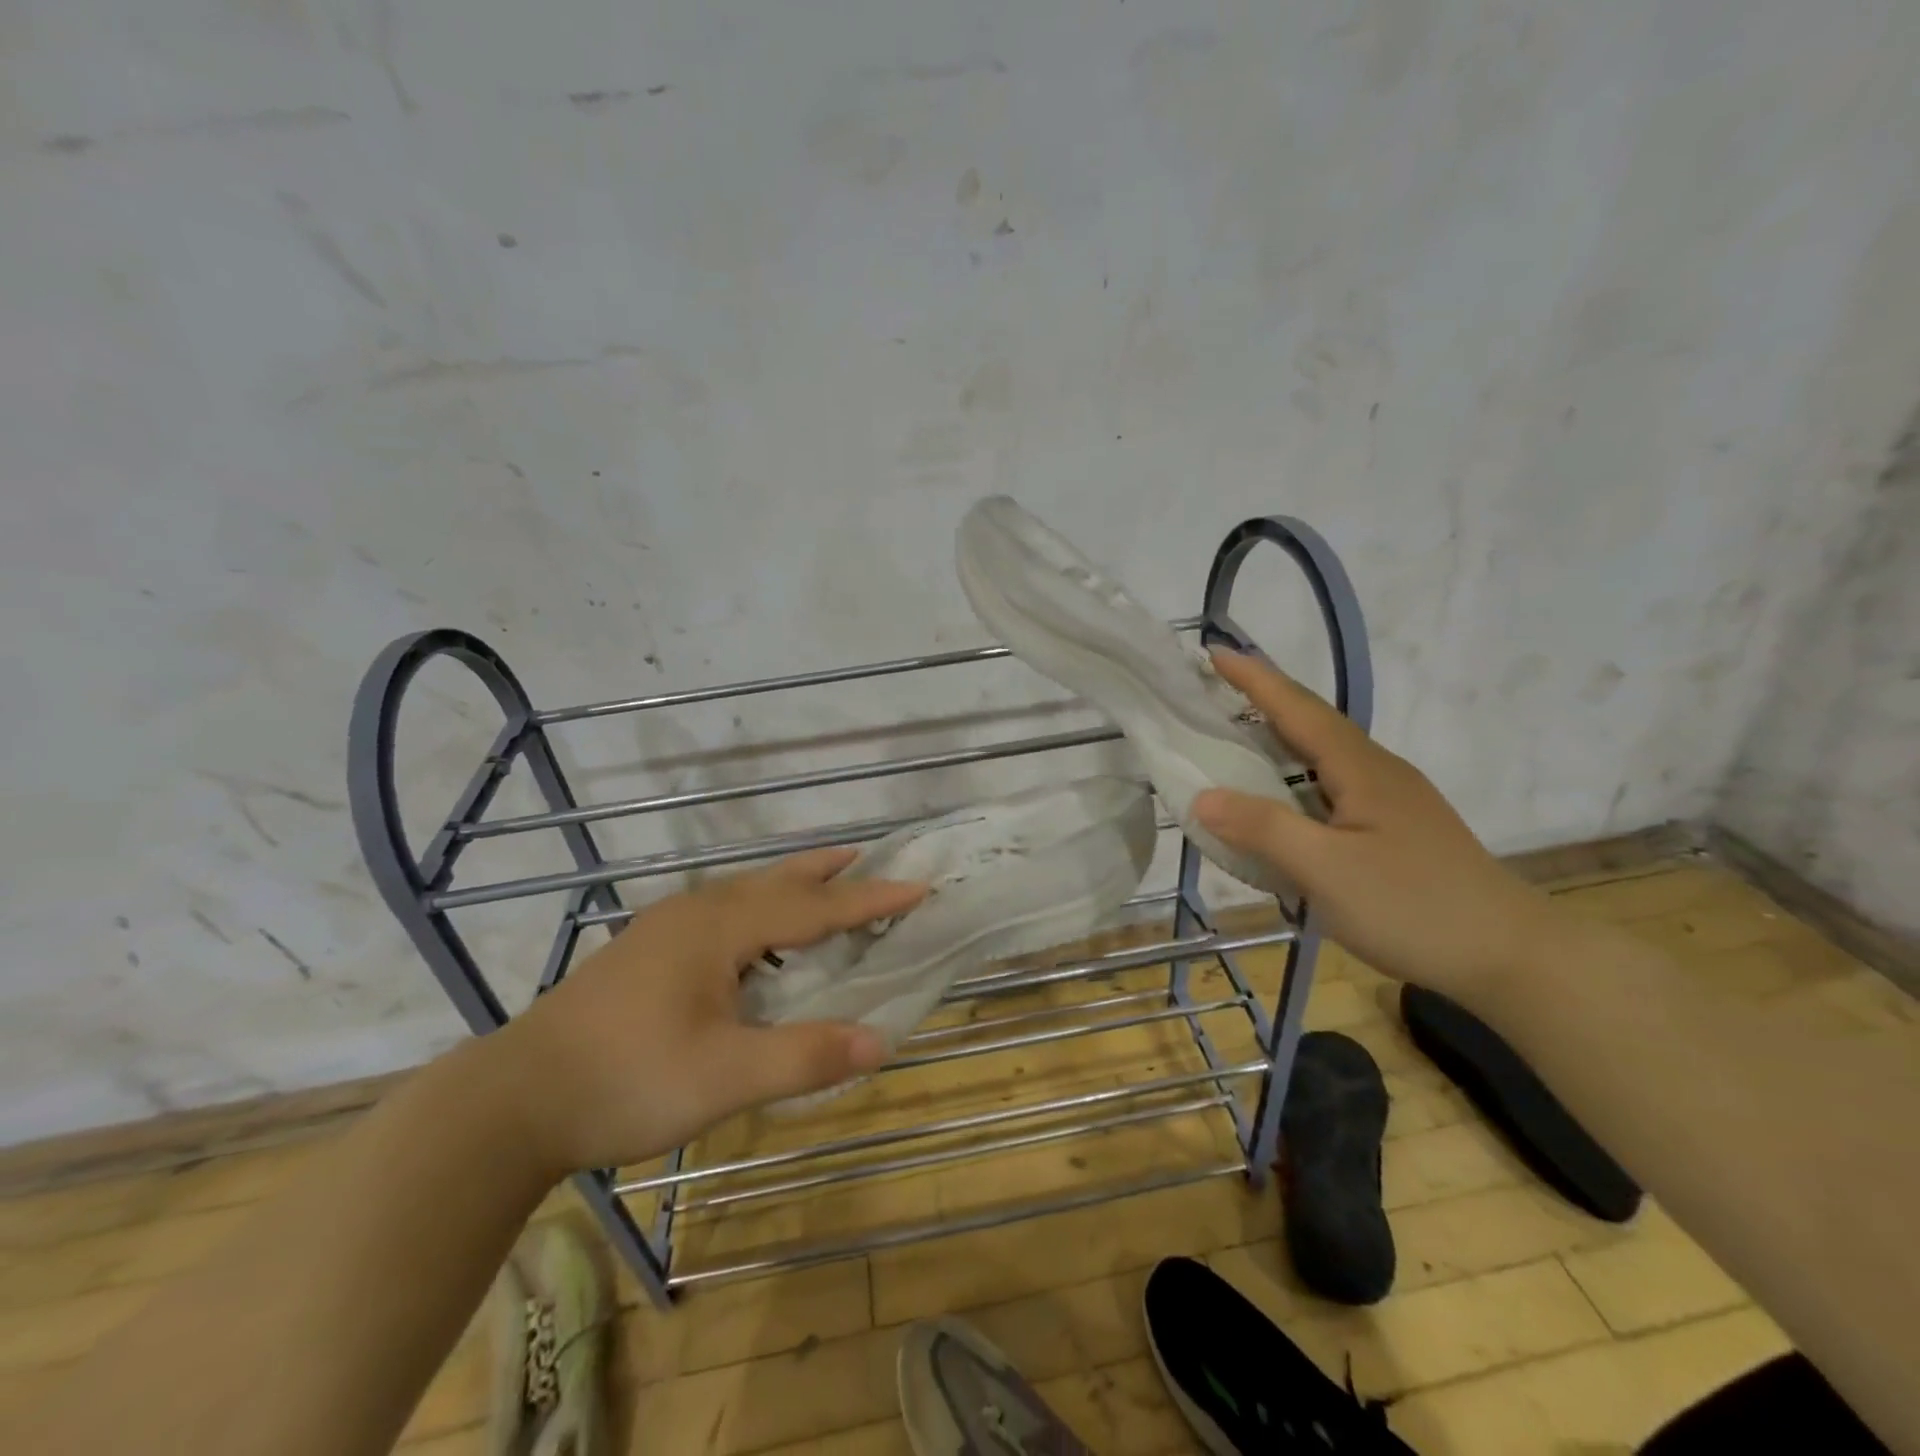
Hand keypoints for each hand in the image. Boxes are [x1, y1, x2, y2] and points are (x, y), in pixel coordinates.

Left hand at [487, 848, 925, 1174]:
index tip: (917, 886)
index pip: (813, 908)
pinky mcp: (647, 950)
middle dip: (828, 872)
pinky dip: (761, 909)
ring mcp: (666, 928)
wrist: (514, 1099)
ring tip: (824, 883)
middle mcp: (696, 913)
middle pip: (777, 881)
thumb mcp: (723, 1078)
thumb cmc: (626, 1081)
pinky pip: (724, 911)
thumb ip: (804, 1056)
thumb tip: (880, 1041)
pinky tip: (757, 935)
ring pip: (746, 892)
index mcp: (720, 928)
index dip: (868, 900)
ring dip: (792, 886)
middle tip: (870, 858)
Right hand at [1193, 651, 1567, 1005]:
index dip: (1254, 679)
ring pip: (1323, 754)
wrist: (1512, 957)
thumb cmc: (1415, 907)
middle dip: (1262, 699)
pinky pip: (1331, 785)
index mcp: (1360, 769)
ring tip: (1235, 735)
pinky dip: (1294, 776)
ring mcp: (1391, 800)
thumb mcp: (1327, 871)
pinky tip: (1283, 798)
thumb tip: (1202, 797)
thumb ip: (1263, 829)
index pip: (1297, 709)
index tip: (1213, 652)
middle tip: (1212, 690)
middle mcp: (1377, 772)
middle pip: (1312, 722)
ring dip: (1279, 736)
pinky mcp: (1395, 828)